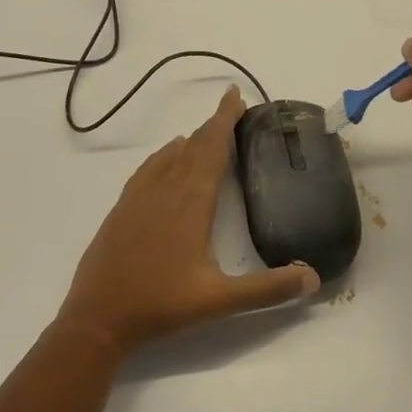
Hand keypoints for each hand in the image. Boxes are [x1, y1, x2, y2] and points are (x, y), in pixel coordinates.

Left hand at [57, 87, 319, 355]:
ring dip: (192, 139)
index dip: (225, 119)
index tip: (235, 94)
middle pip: (194, 145)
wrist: (97, 316)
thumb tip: (313, 276)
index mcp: (192, 201)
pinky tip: (168, 156)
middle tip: (232, 109)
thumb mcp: (219, 300)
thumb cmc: (161, 305)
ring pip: (171, 155)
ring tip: (209, 133)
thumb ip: (267, 289)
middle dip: (214, 124)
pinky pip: (150, 167)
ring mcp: (141, 195)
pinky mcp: (124, 206)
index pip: (213, 148)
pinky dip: (165, 154)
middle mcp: (166, 188)